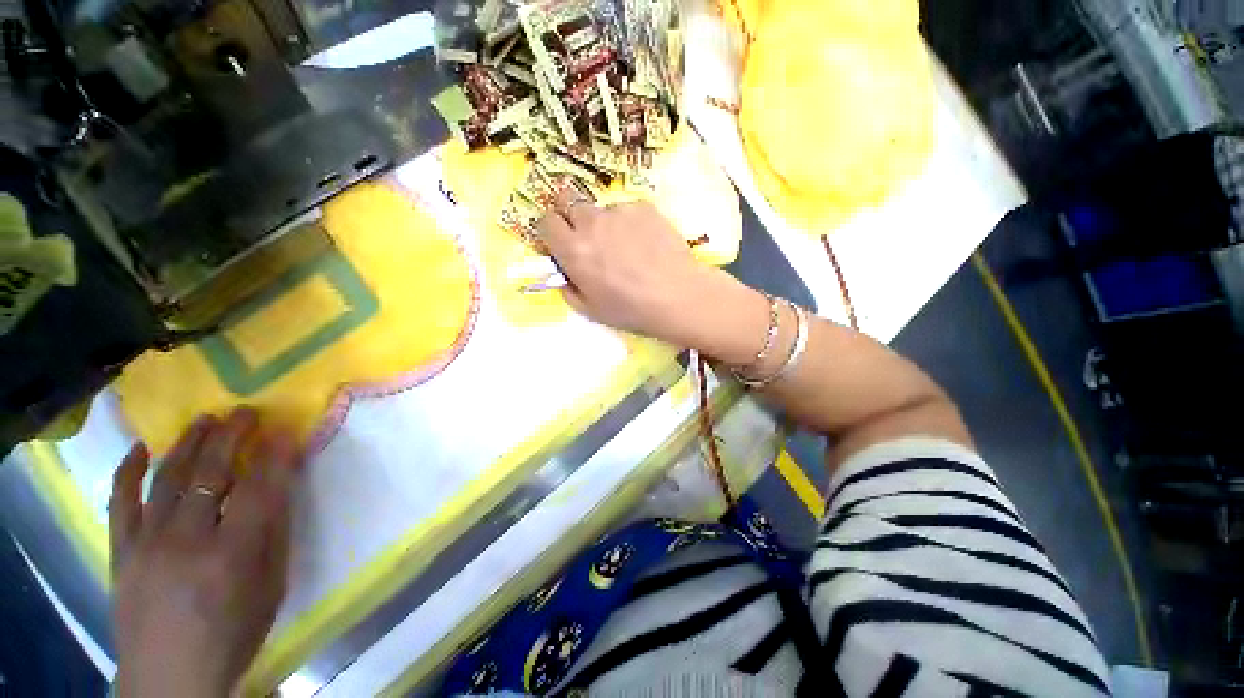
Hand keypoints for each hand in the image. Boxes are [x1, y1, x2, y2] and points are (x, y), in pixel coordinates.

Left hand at [110, 408, 302, 697]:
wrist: (170, 677)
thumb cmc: (232, 632)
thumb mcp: (271, 587)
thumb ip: (274, 534)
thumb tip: (279, 487)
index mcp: (233, 554)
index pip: (257, 488)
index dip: (272, 455)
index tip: (282, 430)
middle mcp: (187, 540)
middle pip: (209, 474)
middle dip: (230, 436)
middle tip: (243, 412)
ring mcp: (146, 543)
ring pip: (166, 479)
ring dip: (188, 443)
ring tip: (204, 420)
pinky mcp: (120, 550)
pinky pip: (120, 501)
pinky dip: (128, 471)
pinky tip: (141, 449)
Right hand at [538, 191, 767, 363]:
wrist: (677, 296)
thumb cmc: (631, 309)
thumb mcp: (591, 311)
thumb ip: (570, 289)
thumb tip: (566, 276)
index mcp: (572, 250)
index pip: (546, 221)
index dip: (552, 230)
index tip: (561, 240)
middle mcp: (591, 223)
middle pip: (567, 201)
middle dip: (571, 215)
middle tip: (587, 236)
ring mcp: (618, 211)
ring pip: (600, 208)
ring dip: (604, 222)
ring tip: (626, 246)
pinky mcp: (643, 206)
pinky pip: (627, 210)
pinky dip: (630, 223)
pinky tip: (646, 243)